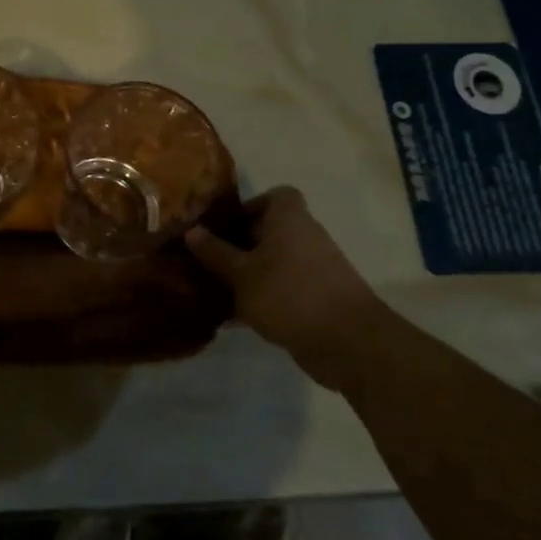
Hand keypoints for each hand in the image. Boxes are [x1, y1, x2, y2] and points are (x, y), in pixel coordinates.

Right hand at [186, 187, 386, 389]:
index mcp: (289, 219)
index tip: (224, 226)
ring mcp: (315, 269)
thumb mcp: (241, 274)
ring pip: (275, 263)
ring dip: (249, 274)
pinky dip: (263, 297)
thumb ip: (215, 252)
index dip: (250, 206)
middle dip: (239, 244)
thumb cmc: (289, 294)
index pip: (276, 196)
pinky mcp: (318, 299)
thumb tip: (192, 231)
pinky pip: (284, 288)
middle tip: (209, 259)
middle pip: (270, 231)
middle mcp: (306, 237)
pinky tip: (235, 318)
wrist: (349, 343)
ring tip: (216, 289)